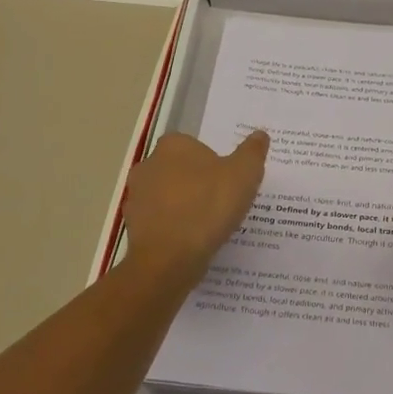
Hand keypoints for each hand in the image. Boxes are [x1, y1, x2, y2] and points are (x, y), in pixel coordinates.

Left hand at [122, 130, 268, 287]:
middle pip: (180, 170)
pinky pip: (160, 222)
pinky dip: (174, 229)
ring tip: (210, 226)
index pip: (195, 146)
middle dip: (197, 183)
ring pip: (168, 197)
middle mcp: (149, 165)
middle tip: (223, 202)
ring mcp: (136, 197)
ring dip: (185, 207)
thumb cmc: (208, 206)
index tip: (229, 181)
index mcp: (173, 145)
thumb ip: (252, 152)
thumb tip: (260, 135)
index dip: (214, 162)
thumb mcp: (244, 174)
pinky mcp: (133, 227)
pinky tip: (192, 243)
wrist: (169, 259)